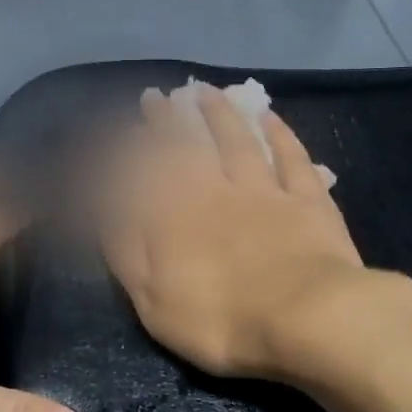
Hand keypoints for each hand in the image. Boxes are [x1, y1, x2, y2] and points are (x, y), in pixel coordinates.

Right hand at [100, 88, 411, 388]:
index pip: (145, 171)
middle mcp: (214, 191)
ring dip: (219, 114)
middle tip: (156, 96)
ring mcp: (264, 191)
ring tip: (204, 92)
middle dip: (168, 120)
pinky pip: (291, 157)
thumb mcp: (151, 297)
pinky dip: (278, 133)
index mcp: (173, 216)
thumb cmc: (219, 319)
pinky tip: (267, 116)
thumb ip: (125, 249)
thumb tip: (103, 208)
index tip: (120, 128)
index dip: (130, 148)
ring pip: (237, 141)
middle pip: (187, 147)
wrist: (306, 319)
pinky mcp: (308, 200)